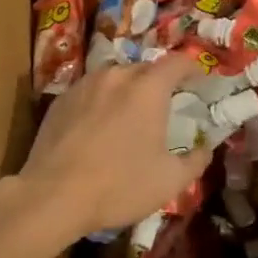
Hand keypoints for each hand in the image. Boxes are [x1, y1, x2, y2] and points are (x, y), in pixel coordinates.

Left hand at [18, 55, 210, 240]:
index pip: (178, 62)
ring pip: (115, 77)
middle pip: (146, 68)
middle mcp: (117, 75)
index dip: (192, 68)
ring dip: (128, 90)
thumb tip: (206, 148)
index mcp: (148, 88)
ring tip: (129, 114)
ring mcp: (86, 84)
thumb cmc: (118, 186)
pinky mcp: (61, 99)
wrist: (52, 195)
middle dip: (160, 82)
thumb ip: (195, 161)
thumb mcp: (169, 181)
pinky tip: (98, 126)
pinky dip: (102, 100)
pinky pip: (91, 90)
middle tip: (165, 104)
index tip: (200, 81)